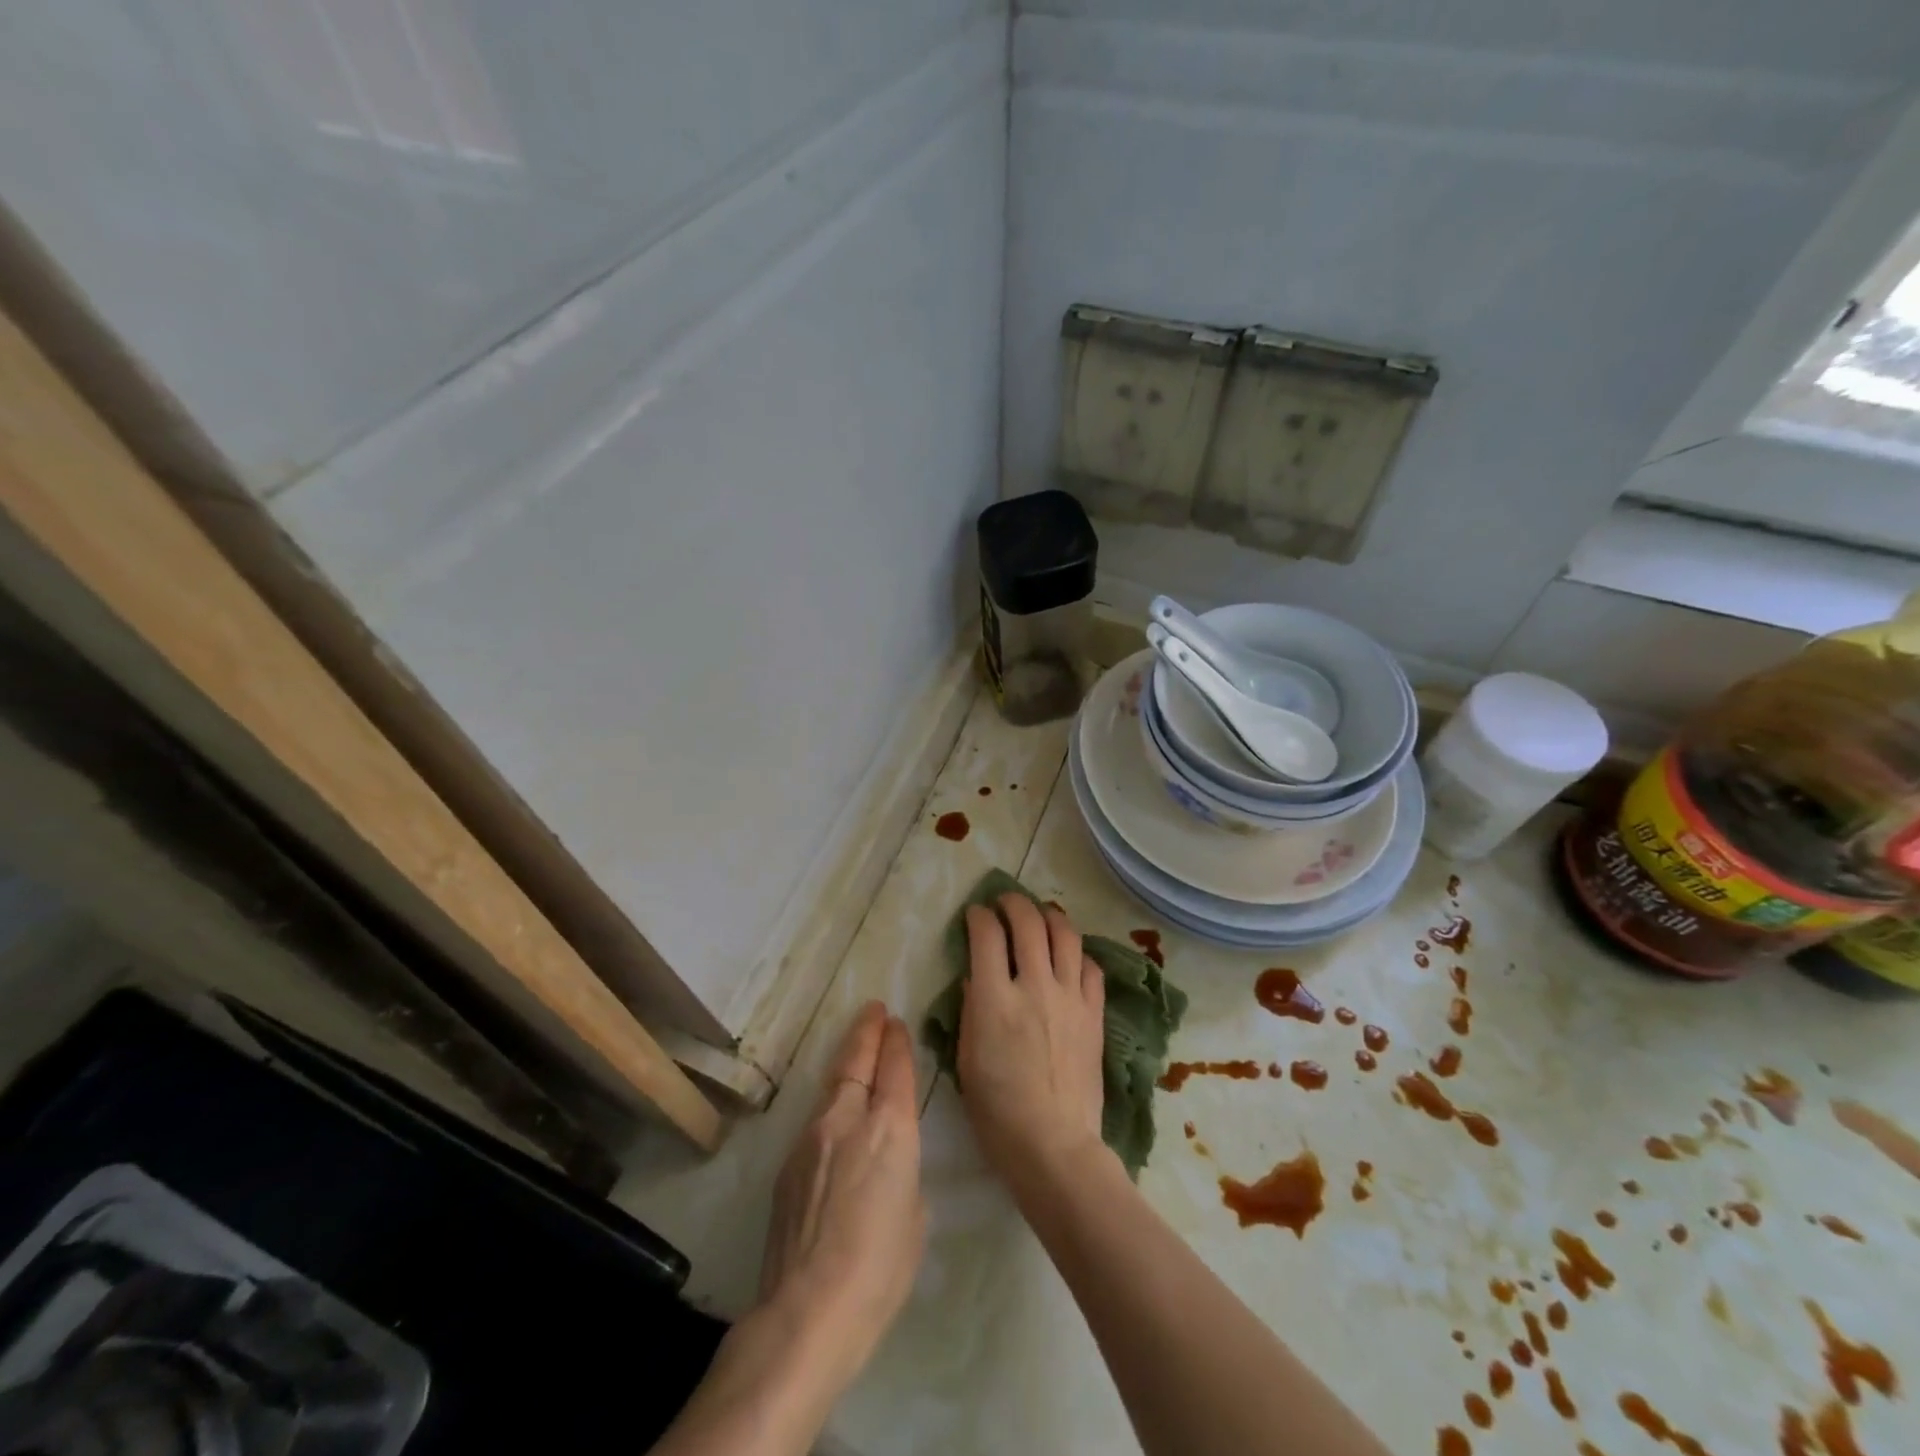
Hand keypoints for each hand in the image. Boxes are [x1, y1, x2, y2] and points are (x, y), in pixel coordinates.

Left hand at [756, 1001, 925, 1402]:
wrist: (807, 1311)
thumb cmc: (880, 1270)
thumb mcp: (914, 1215)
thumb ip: (902, 1173)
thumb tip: (885, 1163)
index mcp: (890, 1129)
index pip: (895, 1068)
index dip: (897, 1042)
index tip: (897, 1024)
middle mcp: (848, 1119)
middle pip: (856, 1060)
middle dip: (867, 1031)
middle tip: (874, 1010)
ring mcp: (811, 1137)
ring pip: (832, 1086)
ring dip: (846, 1062)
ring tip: (855, 1048)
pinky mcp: (787, 1163)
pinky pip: (815, 1120)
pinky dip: (829, 1106)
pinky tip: (834, 1119)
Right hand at [958, 894, 1108, 1198]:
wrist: (1054, 1145)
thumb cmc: (997, 1111)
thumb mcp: (967, 1059)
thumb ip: (971, 1009)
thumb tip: (977, 976)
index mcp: (995, 999)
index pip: (987, 935)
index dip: (979, 916)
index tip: (975, 914)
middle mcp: (1035, 986)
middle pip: (1028, 922)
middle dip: (1013, 903)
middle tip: (1004, 902)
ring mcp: (1070, 998)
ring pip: (1065, 935)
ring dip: (1050, 916)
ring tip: (1041, 913)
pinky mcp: (1094, 1014)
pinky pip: (1091, 968)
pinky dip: (1078, 953)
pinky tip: (1070, 956)